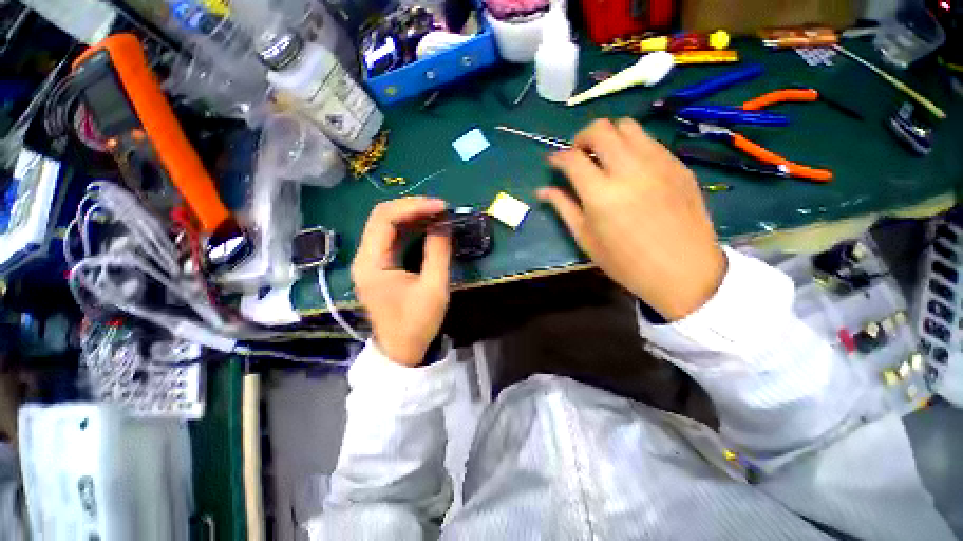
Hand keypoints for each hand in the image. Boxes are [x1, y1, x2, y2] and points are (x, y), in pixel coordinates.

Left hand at [352, 197, 451, 365]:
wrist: (402, 351)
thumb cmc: (417, 323)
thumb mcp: (434, 288)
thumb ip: (438, 253)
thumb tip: (444, 224)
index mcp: (371, 263)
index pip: (385, 219)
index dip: (414, 207)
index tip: (441, 207)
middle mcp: (364, 257)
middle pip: (382, 217)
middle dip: (413, 208)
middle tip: (441, 209)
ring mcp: (370, 261)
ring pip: (387, 225)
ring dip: (413, 216)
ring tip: (438, 215)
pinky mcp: (380, 266)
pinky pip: (392, 238)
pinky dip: (411, 229)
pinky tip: (428, 227)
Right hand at [537, 118, 725, 320]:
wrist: (683, 270)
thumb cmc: (626, 262)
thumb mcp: (586, 238)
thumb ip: (563, 208)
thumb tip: (541, 190)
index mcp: (601, 194)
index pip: (572, 158)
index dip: (558, 157)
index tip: (554, 162)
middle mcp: (629, 169)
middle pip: (600, 129)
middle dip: (582, 138)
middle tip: (579, 156)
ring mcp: (658, 163)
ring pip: (627, 126)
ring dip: (609, 136)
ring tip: (605, 158)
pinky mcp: (678, 165)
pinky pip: (649, 141)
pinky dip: (632, 146)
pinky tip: (631, 169)